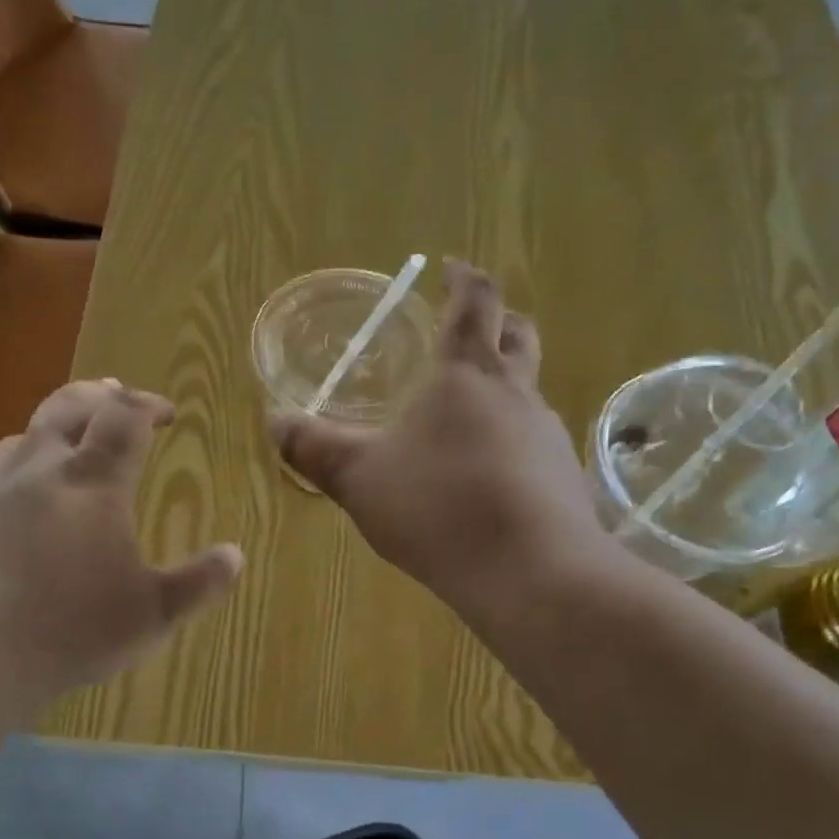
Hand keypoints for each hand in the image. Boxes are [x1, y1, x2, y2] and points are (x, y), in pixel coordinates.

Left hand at [0, 379, 243, 691]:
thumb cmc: (69, 630)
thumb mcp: (152, 615)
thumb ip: (199, 583)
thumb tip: (235, 555)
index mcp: (92, 482)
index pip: (125, 417)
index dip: (148, 404)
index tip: (165, 412)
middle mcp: (36, 468)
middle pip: (67, 405)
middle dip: (97, 395)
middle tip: (113, 395)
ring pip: (19, 439)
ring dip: (49, 435)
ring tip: (62, 451)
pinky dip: (7, 480)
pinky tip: (6, 512)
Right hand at [271, 259, 610, 617]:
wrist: (528, 570)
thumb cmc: (437, 507)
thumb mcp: (359, 478)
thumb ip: (314, 448)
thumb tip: (274, 420)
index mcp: (466, 375)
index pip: (474, 303)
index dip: (463, 279)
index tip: (451, 268)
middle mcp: (516, 393)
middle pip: (518, 336)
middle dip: (495, 323)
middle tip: (470, 328)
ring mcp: (546, 435)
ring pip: (529, 392)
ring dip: (505, 387)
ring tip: (469, 414)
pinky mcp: (563, 477)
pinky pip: (535, 442)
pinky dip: (513, 440)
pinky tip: (490, 475)